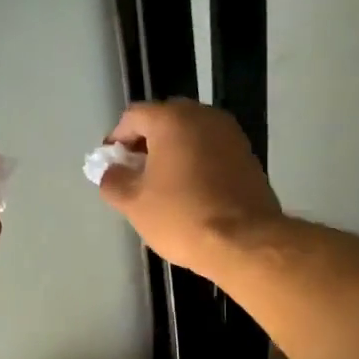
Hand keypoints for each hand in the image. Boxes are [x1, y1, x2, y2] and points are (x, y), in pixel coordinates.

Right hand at [96, 99, 281, 280]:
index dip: (117, 139)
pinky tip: (189, 192)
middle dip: (146, 144)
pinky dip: (195, 163)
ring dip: (172, 154)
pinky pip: (211, 151)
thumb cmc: (182, 217)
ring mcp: (230, 134)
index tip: (111, 165)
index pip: (134, 116)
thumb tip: (110, 171)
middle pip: (164, 121)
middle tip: (135, 174)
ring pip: (190, 136)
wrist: (245, 242)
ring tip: (161, 186)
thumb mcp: (134, 204)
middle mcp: (204, 116)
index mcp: (172, 120)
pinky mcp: (248, 156)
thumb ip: (113, 181)